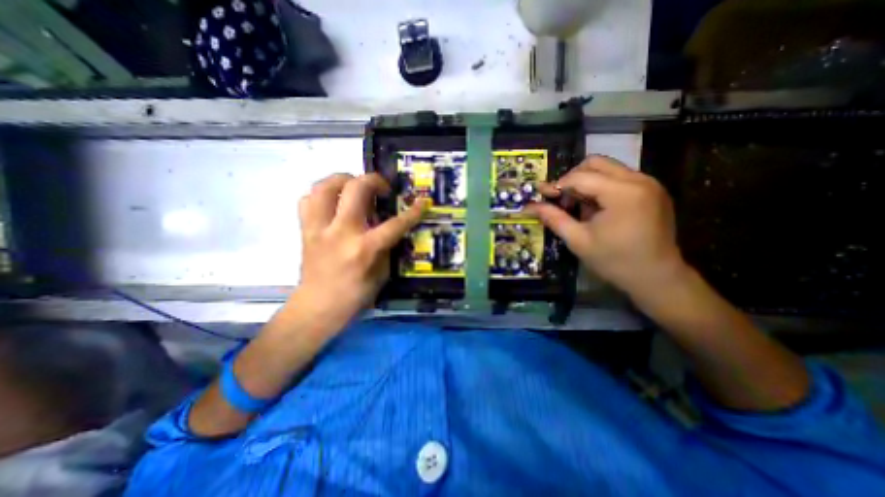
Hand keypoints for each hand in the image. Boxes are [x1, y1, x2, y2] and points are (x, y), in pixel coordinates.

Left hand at [293, 173, 424, 326]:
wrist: (317, 307)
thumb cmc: (355, 295)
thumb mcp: (381, 274)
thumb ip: (387, 248)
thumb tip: (391, 229)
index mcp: (364, 248)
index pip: (394, 224)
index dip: (412, 212)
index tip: (422, 202)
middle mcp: (341, 232)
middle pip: (355, 189)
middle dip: (374, 180)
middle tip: (382, 189)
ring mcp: (319, 229)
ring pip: (325, 186)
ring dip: (343, 179)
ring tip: (354, 186)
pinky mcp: (305, 230)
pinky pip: (308, 200)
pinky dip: (322, 196)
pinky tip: (333, 203)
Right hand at [528, 155, 686, 298]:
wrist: (657, 278)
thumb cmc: (614, 261)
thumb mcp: (578, 240)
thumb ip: (553, 218)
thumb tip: (529, 207)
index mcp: (622, 193)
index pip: (579, 177)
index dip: (556, 185)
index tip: (541, 195)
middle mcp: (639, 180)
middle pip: (595, 163)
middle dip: (572, 178)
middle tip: (561, 199)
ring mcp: (649, 183)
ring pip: (607, 168)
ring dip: (587, 182)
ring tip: (578, 206)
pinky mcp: (652, 190)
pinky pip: (619, 178)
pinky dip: (601, 187)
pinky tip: (596, 208)